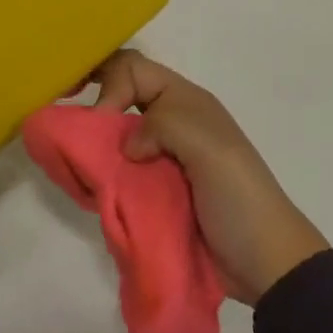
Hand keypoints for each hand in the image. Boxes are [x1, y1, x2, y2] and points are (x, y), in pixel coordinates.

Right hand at [91, 50, 327, 303]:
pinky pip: (116, 173)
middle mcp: (168, 122)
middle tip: (69, 126)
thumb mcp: (210, 147)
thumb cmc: (239, 196)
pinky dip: (100, 176)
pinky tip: (88, 187)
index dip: (109, 82)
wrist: (264, 263)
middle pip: (119, 95)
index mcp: (184, 101)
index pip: (132, 68)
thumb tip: (127, 149)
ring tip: (74, 162)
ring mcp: (159, 159)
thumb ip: (163, 127)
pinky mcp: (152, 193)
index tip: (100, 118)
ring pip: (114, 135)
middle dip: (93, 103)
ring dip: (93, 144)